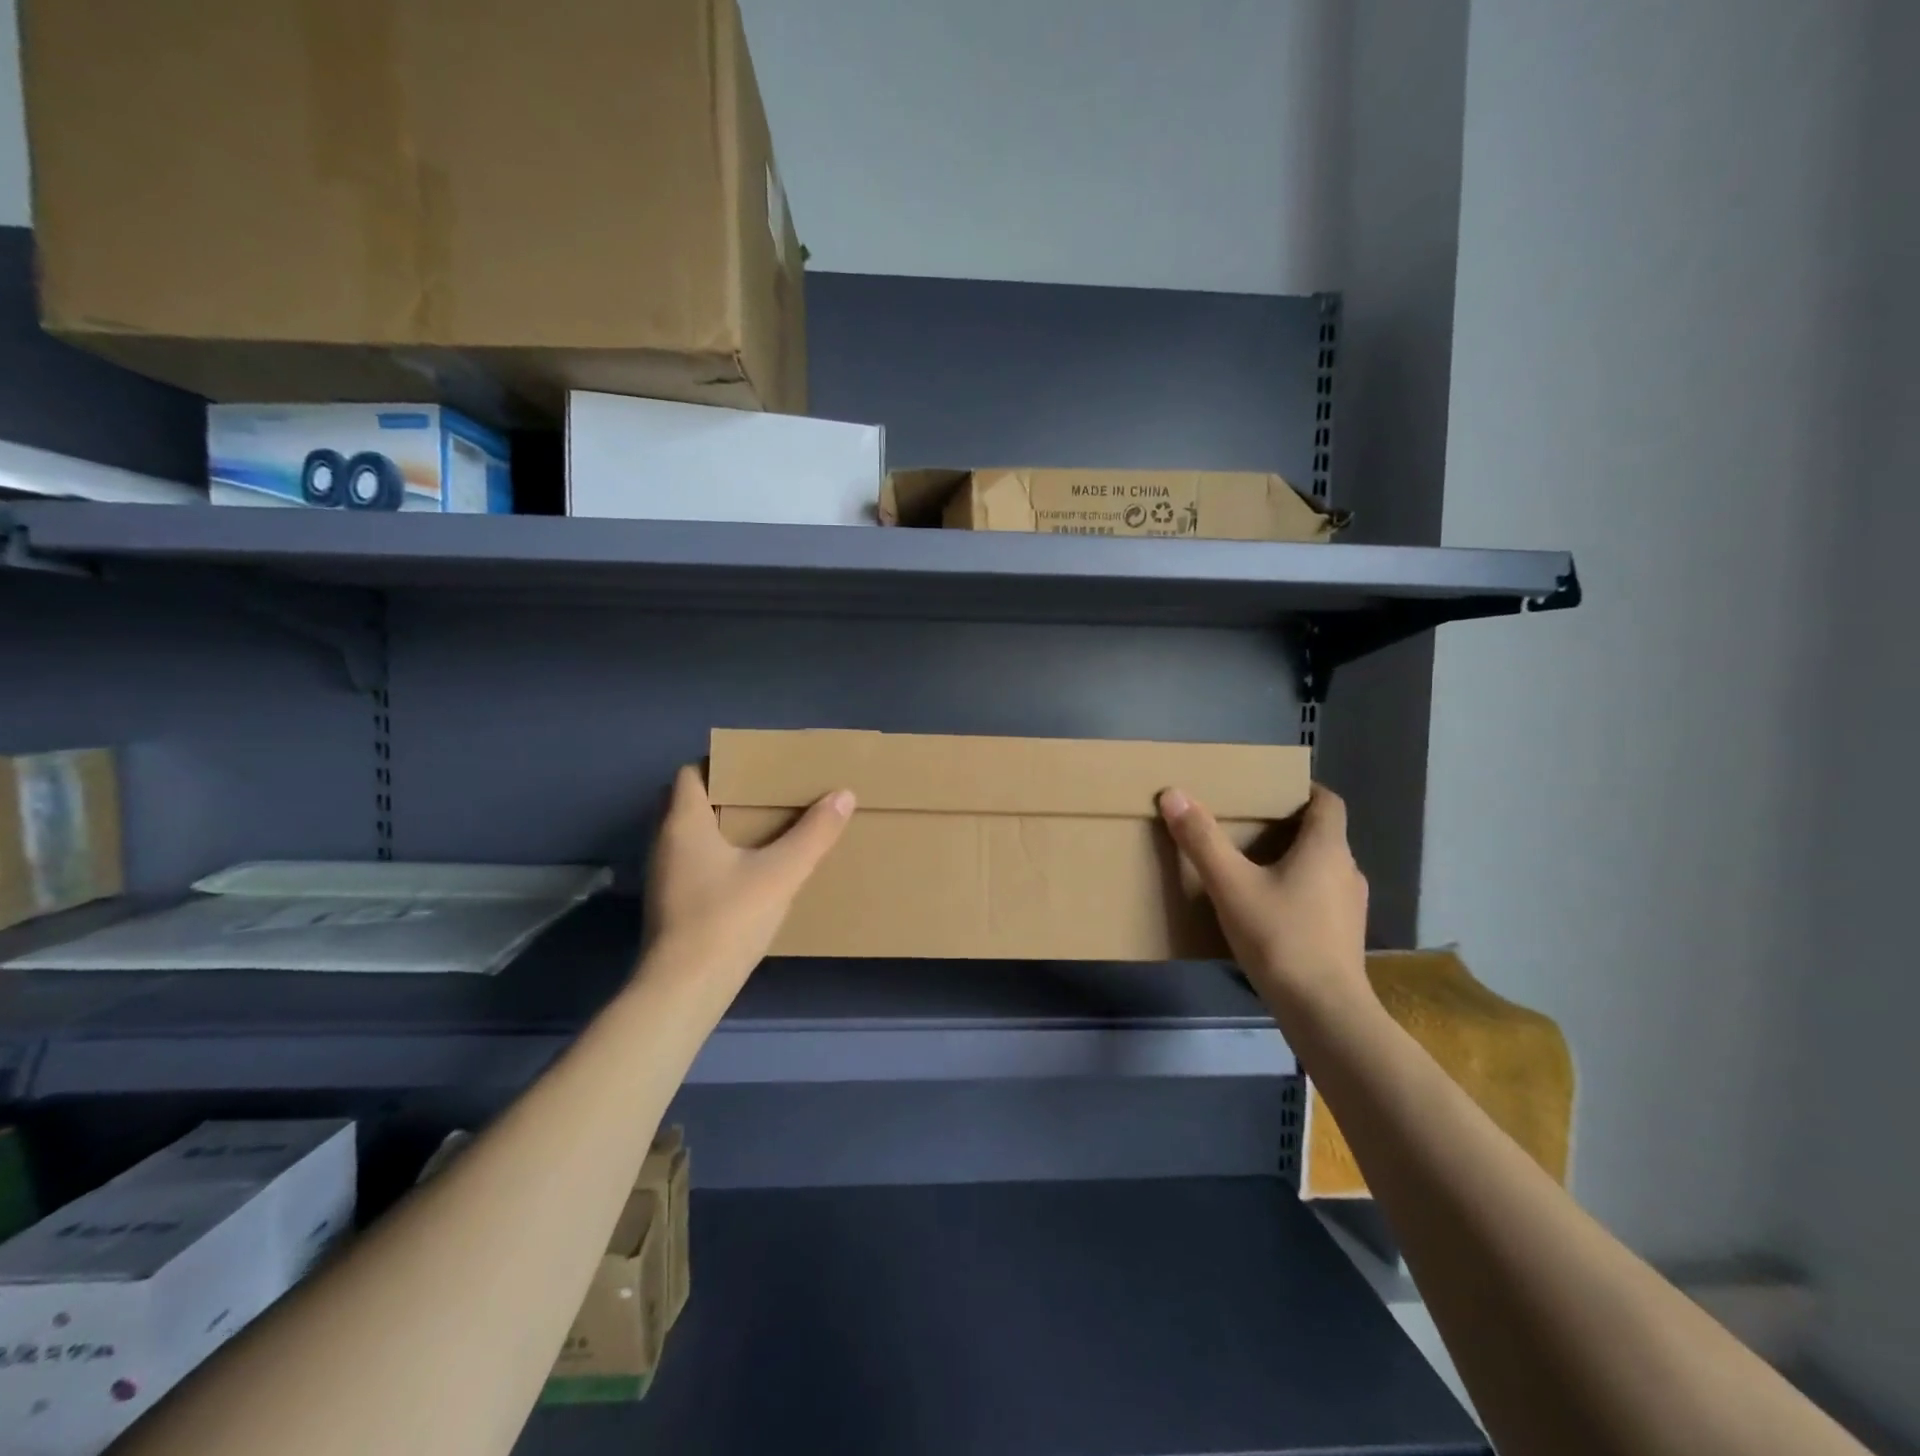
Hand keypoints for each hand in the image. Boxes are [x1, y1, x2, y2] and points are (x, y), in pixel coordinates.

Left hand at [642, 764, 854, 992]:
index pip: (690, 773)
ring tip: (762, 829)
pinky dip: (714, 856)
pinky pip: (691, 863)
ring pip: (688, 835)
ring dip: (718, 827)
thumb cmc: (728, 919)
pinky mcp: (670, 904)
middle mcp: (665, 842)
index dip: (720, 765)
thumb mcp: (781, 873)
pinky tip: (747, 872)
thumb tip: (844, 794)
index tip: (755, 769)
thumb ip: (814, 833)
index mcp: (684, 823)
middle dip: (722, 794)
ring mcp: (663, 876)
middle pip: (687, 802)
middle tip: (763, 797)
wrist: (683, 990)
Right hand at [1158, 784, 1372, 1017]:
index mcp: (1327, 848)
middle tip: (1248, 826)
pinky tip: (1268, 909)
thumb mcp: (1230, 885)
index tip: (1272, 791)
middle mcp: (1347, 870)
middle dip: (1288, 825)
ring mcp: (1350, 906)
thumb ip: (1201, 840)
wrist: (1324, 1011)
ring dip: (1293, 860)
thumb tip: (1173, 794)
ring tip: (1253, 866)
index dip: (1304, 790)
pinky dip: (1299, 890)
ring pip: (1322, 867)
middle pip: (1323, 834)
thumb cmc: (1280, 937)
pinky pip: (1322, 896)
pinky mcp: (1344, 935)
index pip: (1328, 802)